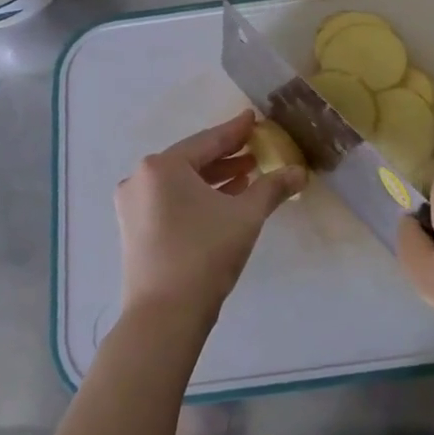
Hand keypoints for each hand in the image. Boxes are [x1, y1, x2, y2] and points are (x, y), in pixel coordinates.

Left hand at [116, 111, 306, 330]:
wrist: (164, 316)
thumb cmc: (205, 254)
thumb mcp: (245, 216)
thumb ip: (273, 187)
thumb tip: (300, 172)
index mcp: (163, 166)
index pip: (209, 140)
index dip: (236, 130)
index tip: (254, 118)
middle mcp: (141, 178)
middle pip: (193, 160)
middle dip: (227, 157)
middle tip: (257, 151)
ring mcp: (133, 205)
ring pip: (181, 182)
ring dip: (214, 178)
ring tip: (247, 176)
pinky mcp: (133, 229)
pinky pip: (170, 200)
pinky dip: (196, 197)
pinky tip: (222, 201)